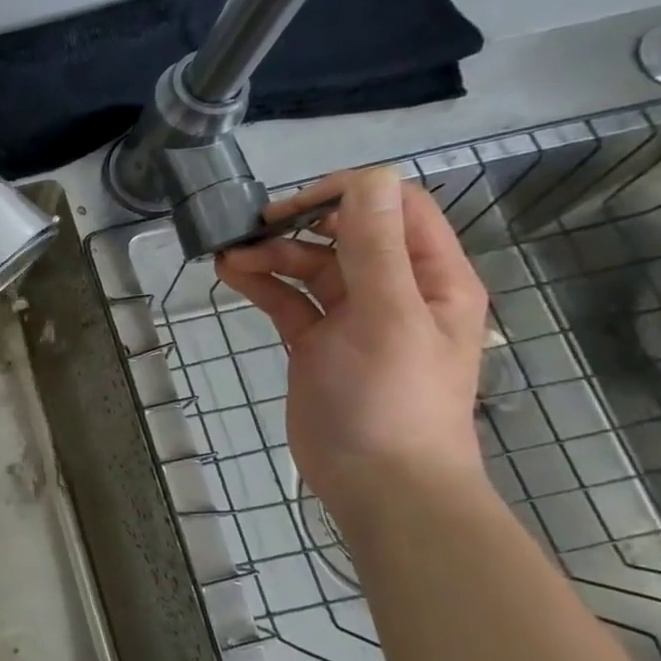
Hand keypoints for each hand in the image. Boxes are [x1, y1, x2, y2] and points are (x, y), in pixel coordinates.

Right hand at [215, 167, 488, 517]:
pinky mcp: (316, 342)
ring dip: (271, 255)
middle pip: (344, 233)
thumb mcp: (388, 317)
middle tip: (250, 231)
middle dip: (298, 226)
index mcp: (430, 276)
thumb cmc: (393, 399)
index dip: (346, 194)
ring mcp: (352, 317)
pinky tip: (231, 276)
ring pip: (309, 266)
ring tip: (230, 259)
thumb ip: (376, 248)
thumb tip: (368, 177)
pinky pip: (288, 300)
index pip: (394, 207)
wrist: (379, 483)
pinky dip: (261, 284)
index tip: (293, 207)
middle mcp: (393, 289)